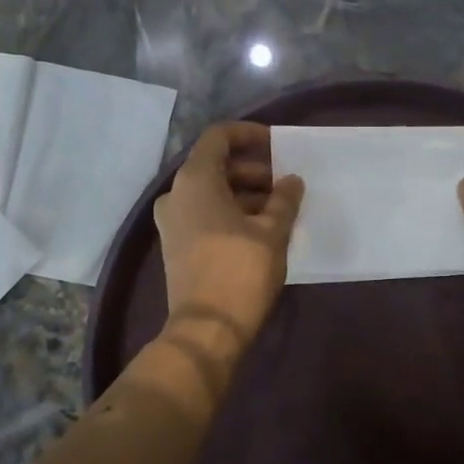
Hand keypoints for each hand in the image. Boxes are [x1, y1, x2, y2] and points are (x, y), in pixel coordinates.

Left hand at [154, 121, 304, 344]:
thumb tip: (292, 181)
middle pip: (216, 166)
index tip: (276, 145)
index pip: (219, 137)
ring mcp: (172, 221)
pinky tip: (260, 229)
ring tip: (279, 209)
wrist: (207, 329)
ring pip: (211, 192)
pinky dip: (230, 212)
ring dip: (244, 194)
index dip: (248, 134)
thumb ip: (284, 199)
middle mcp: (176, 194)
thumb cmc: (241, 271)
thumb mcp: (272, 232)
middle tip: (285, 185)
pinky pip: (204, 214)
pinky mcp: (176, 244)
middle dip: (253, 170)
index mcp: (195, 180)